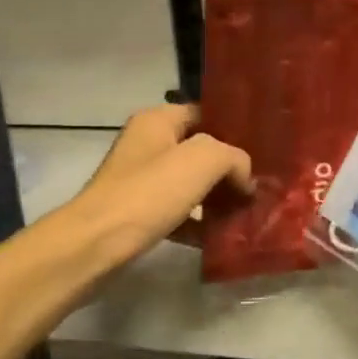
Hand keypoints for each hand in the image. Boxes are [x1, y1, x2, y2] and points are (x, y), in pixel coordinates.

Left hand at [72, 104, 253, 264]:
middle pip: (200, 150)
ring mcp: (140, 180)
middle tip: (259, 185)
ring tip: (247, 212)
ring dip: (217, 197)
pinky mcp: (138, 213)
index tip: (262, 151)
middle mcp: (147, 144)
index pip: (206, 113)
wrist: (94, 245)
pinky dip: (198, 223)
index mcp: (158, 120)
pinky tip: (219, 237)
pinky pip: (178, 212)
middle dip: (229, 168)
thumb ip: (234, 158)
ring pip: (191, 183)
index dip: (234, 129)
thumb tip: (245, 178)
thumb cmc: (148, 192)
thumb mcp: (202, 160)